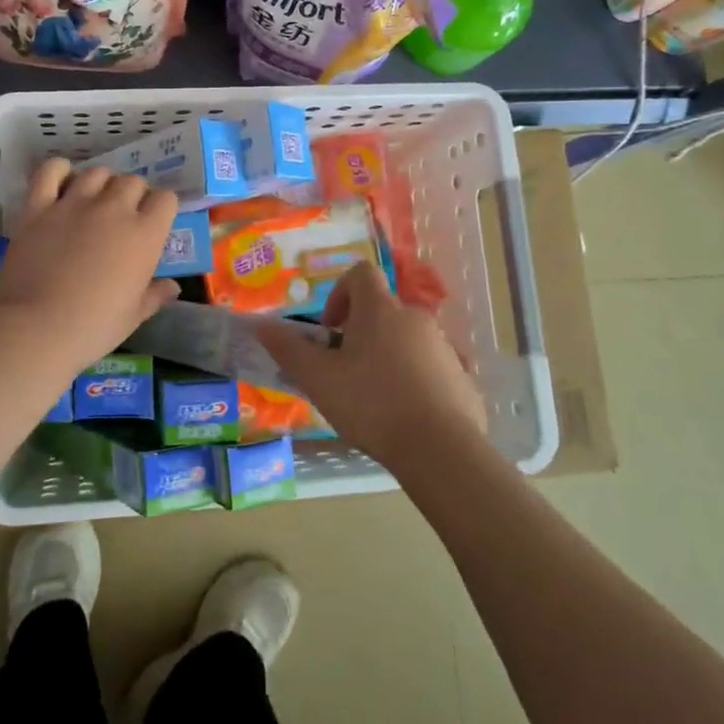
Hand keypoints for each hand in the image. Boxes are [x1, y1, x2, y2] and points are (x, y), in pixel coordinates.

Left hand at [0, 158, 180, 377]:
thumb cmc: (93, 328)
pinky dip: (58, 170)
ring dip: (101, 183)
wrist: (36, 328)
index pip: (166, 199)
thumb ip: (155, 295)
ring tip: (95, 200)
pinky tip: (62, 182)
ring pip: (97, 172)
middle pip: (132, 181)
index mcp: (144, 234)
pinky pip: (50, 171)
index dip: (161, 208)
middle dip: (133, 194)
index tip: (154, 223)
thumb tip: (173, 287)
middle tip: (123, 216)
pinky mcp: (39, 206)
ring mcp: (74, 203)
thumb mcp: (133, 316)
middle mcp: (114, 209)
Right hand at [257, 262, 485, 468]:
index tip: (330, 330)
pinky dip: (415, 380)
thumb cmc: (371, 404)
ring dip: (387, 356)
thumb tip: (260, 324)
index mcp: (380, 310)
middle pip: (383, 310)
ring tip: (373, 399)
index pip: (360, 274)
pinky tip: (405, 415)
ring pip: (407, 339)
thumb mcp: (318, 379)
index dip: (340, 293)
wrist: (441, 450)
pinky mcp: (463, 377)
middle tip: (344, 371)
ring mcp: (444, 346)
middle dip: (361, 334)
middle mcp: (416, 318)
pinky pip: (432, 368)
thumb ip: (288, 349)